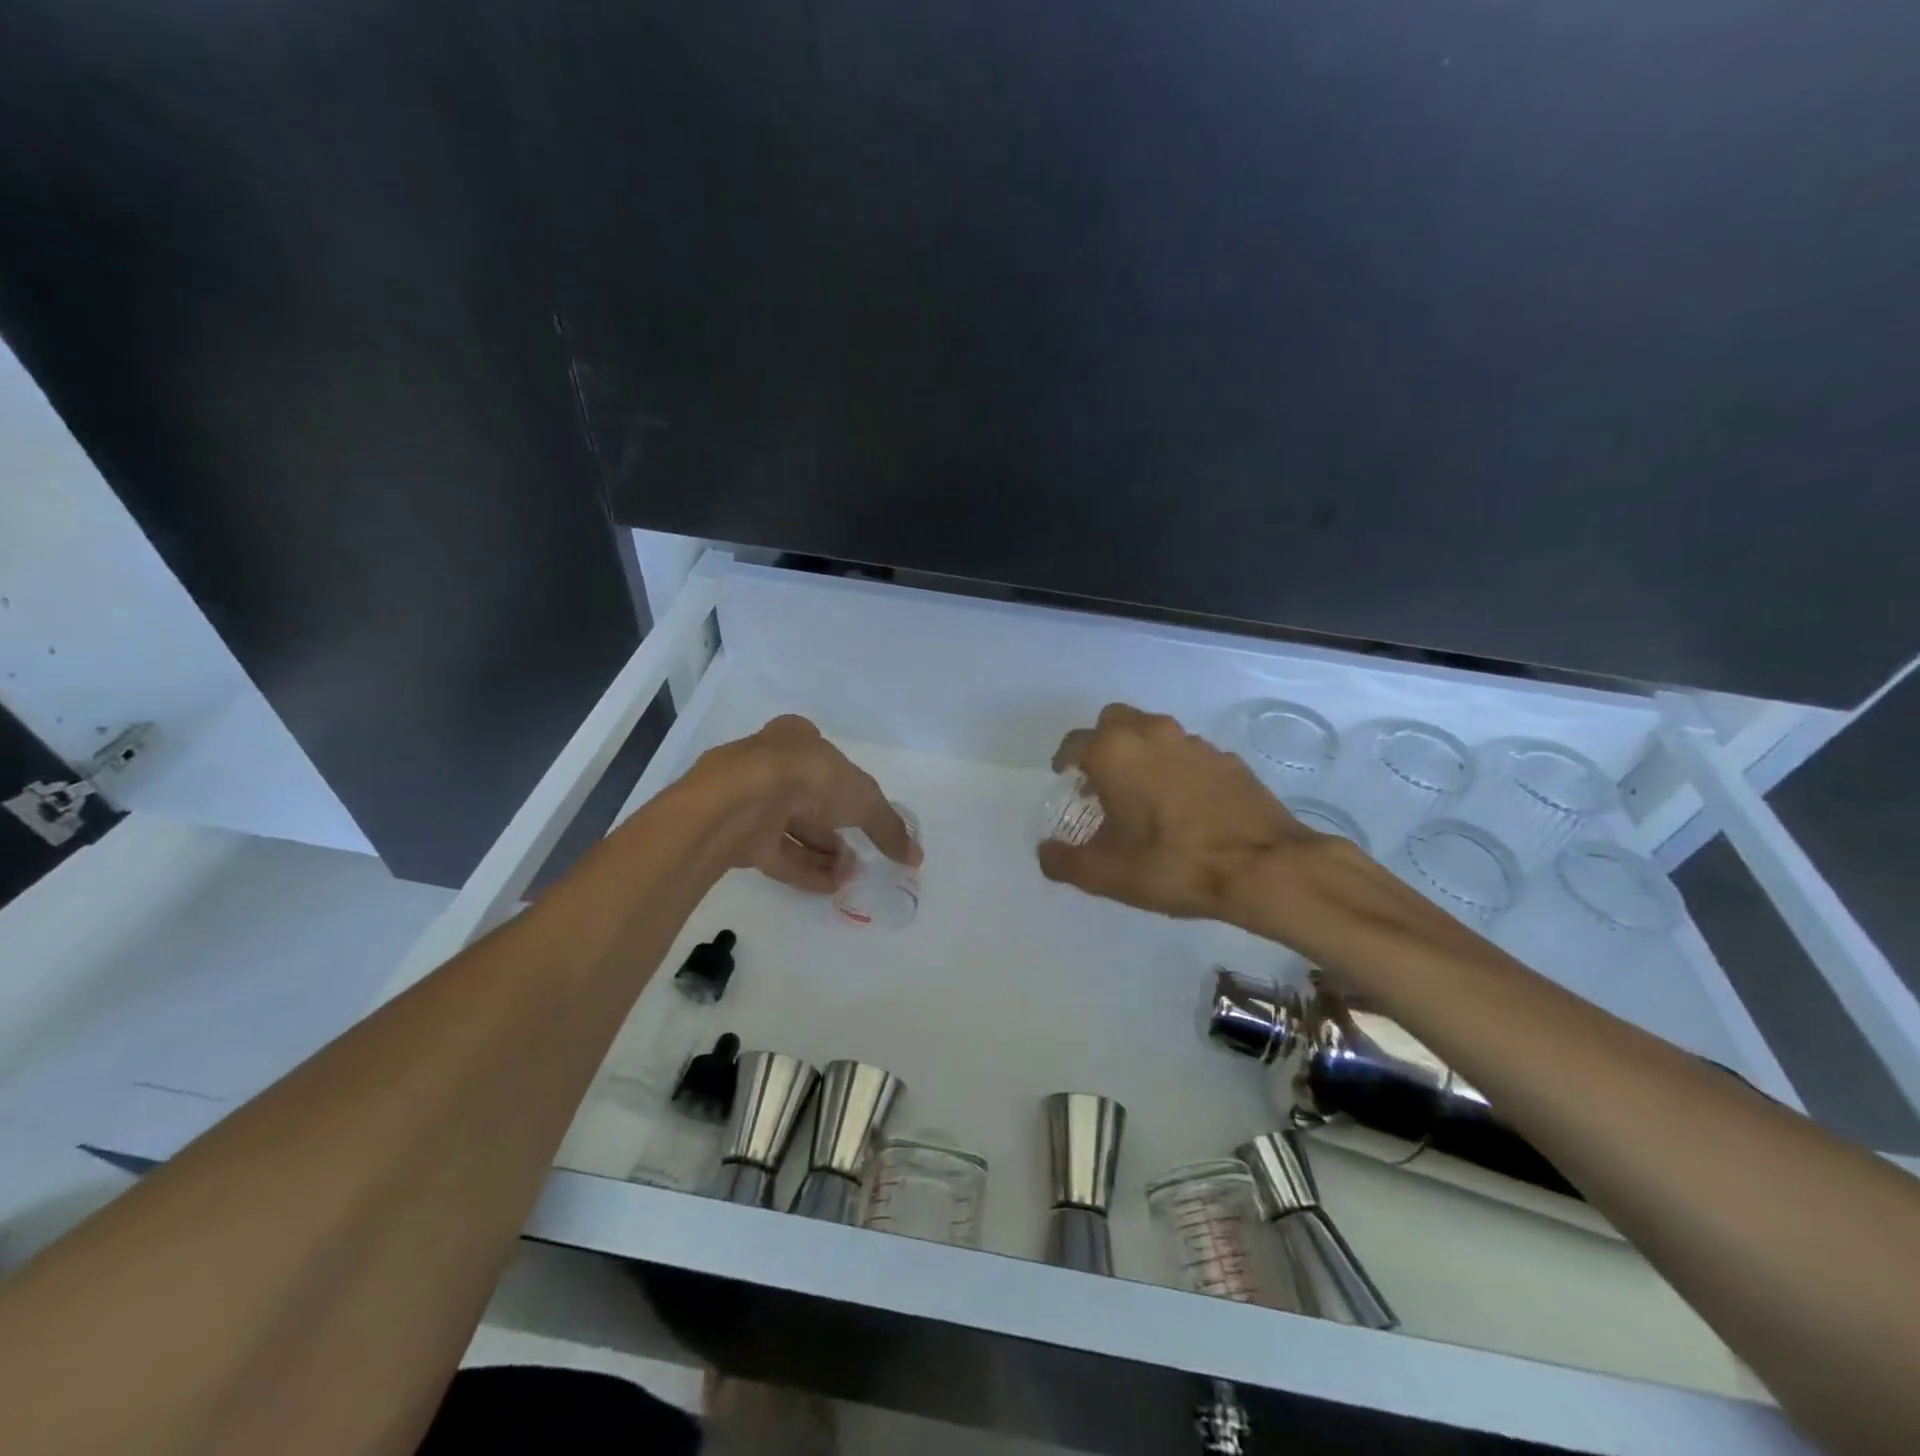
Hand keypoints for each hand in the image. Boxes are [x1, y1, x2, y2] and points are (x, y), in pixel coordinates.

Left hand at [685, 715, 920, 893]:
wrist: (743, 800)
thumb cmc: (809, 778)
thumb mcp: (863, 799)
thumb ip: (889, 827)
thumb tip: (916, 857)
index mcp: (797, 738)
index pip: (826, 760)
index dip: (848, 787)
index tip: (864, 815)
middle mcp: (772, 766)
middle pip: (811, 801)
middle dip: (838, 831)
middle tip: (861, 856)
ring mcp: (752, 802)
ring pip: (794, 831)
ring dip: (826, 854)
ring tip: (851, 876)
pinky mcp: (739, 836)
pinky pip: (779, 855)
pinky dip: (805, 871)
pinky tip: (831, 888)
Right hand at [1037, 703, 1342, 920]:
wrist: (1263, 867)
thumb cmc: (1172, 864)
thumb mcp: (1106, 875)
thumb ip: (1064, 862)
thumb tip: (1046, 852)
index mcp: (1114, 752)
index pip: (1074, 743)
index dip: (1063, 761)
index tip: (1064, 780)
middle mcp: (1151, 734)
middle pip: (1115, 721)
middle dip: (1102, 744)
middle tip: (1101, 780)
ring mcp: (1194, 743)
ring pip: (1154, 733)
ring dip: (1141, 754)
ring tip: (1142, 795)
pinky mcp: (1227, 759)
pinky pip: (1187, 754)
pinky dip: (1176, 769)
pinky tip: (1184, 806)